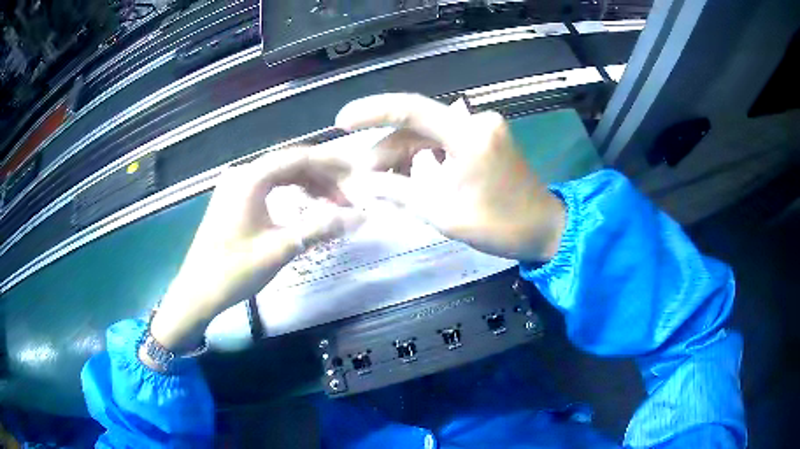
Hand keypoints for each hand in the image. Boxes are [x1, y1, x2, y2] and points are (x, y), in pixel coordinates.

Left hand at [147, 149, 362, 354]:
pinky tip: (306, 207)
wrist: (197, 292)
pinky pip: (269, 187)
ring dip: (309, 187)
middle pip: (290, 164)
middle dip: (323, 178)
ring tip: (333, 206)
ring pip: (281, 176)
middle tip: (349, 199)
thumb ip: (320, 228)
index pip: (299, 157)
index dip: (332, 164)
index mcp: (251, 178)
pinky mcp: (234, 200)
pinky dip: (291, 194)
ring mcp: (236, 186)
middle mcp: (243, 174)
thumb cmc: (234, 271)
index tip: (359, 176)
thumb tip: (360, 217)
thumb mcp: (280, 249)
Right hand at [336, 93, 564, 261]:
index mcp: (468, 135)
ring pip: (430, 135)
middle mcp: (475, 121)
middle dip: (386, 149)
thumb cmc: (498, 225)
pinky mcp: (485, 139)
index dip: (372, 111)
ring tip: (381, 181)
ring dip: (404, 155)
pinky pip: (445, 142)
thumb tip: (362, 185)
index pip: (410, 109)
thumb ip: (398, 192)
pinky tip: (407, 175)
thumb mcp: (442, 212)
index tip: (342, 120)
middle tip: (362, 176)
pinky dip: (424, 158)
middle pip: (418, 126)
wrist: (543, 229)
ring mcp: (482, 128)